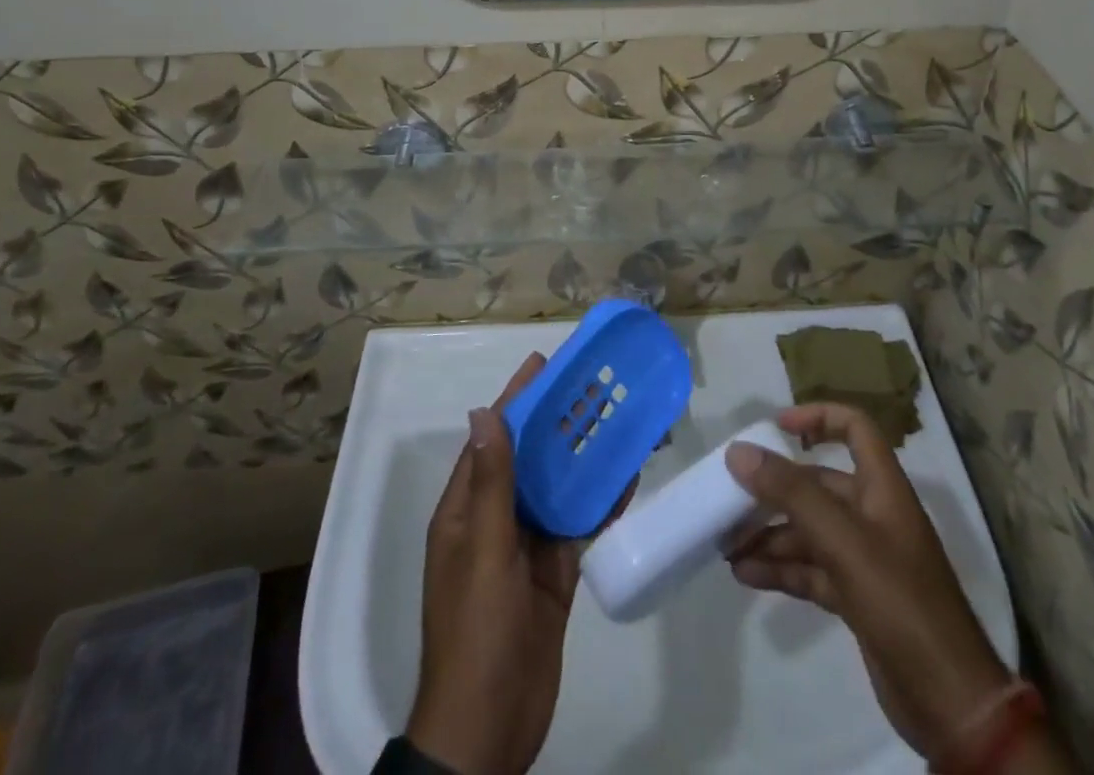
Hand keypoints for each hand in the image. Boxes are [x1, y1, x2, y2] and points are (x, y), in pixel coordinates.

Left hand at [406, 354, 575, 774]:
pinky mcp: (554, 571)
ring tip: (617, 419)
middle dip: (558, 422)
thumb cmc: (478, 631)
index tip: (544, 365)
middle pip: (529, 458)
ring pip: (557, 487)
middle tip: (595, 387)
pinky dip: (600, 500)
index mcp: (466, 509)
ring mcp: (526, 546)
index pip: (492, 438)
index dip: (516, 400)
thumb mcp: (483, 551)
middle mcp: (495, 519)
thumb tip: (484, 413)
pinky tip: (627, 476)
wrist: (490, 729)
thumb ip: (491, 483)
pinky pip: (578, 524)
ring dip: (583, 456)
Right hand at [726, 404, 1014, 769]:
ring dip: (770, 534)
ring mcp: (865, 559)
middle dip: (774, 491)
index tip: (775, 427)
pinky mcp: (857, 598)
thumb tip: (738, 451)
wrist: (951, 703)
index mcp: (882, 487)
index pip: (854, 428)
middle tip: (729, 499)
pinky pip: (811, 570)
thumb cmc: (900, 601)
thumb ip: (790, 493)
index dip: (817, 417)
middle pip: (818, 485)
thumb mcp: (843, 540)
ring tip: (726, 544)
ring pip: (809, 531)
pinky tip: (746, 574)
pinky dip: (781, 569)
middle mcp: (873, 515)